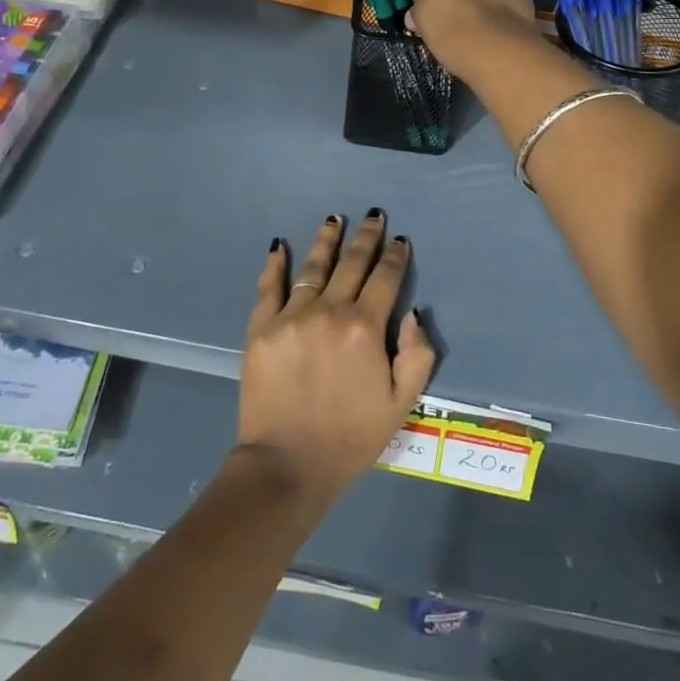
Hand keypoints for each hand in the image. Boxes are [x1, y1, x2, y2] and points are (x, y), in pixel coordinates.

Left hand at [236, 212, 436, 503]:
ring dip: (326, 240)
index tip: (400, 241)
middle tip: (374, 216)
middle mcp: (329, 310)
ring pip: (313, 266)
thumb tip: (413, 313)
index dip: (395, 257)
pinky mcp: (262, 327)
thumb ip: (417, 355)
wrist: (287, 464)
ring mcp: (291, 315)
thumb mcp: (401, 404)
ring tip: (334, 219)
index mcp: (365, 327)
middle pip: (352, 263)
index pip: (385, 279)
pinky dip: (275, 264)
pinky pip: (269, 287)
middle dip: (366, 237)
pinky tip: (278, 246)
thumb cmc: (351, 437)